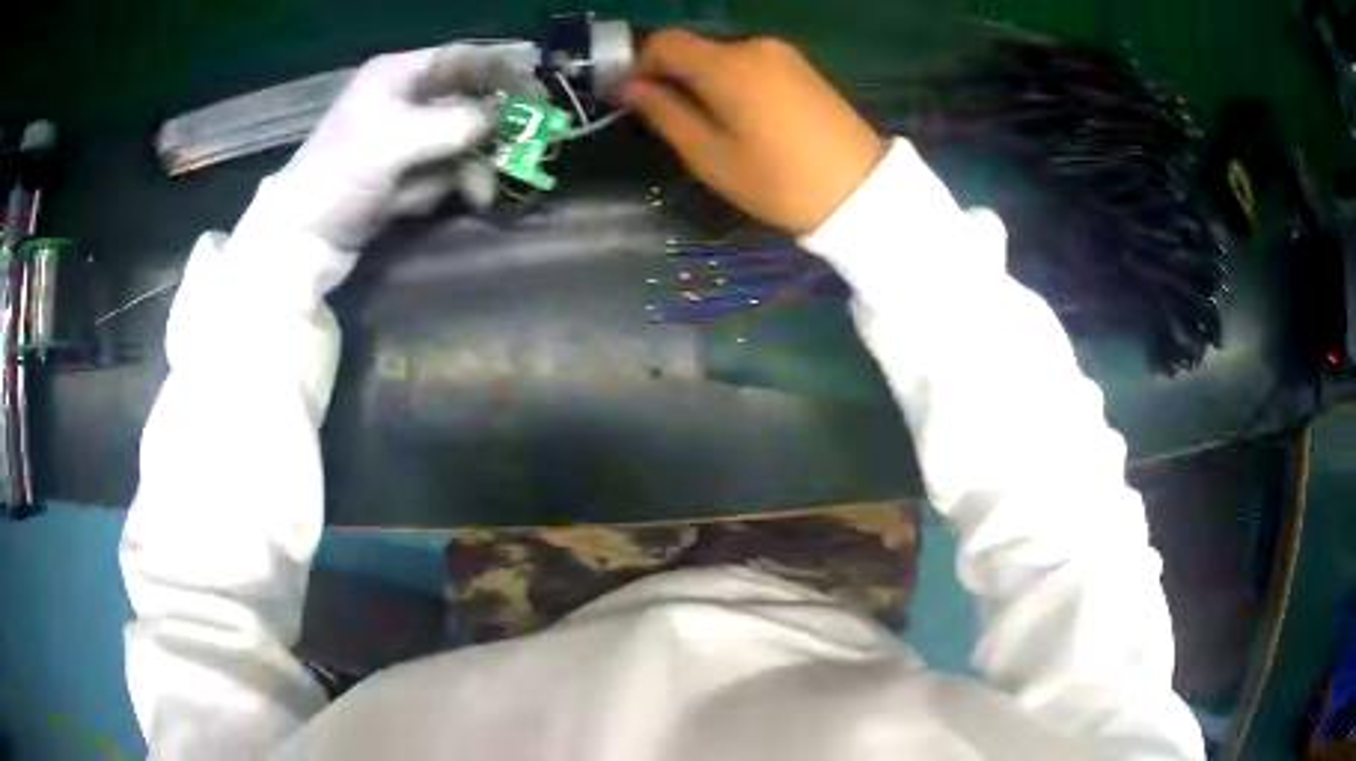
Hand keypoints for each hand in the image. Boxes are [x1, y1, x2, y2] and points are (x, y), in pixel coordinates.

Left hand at [276, 43, 541, 249]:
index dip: (502, 69)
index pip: (463, 59)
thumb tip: (500, 119)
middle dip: (496, 125)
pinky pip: (451, 169)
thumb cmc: (338, 176)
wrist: (302, 240)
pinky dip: (462, 183)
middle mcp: (408, 100)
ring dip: (480, 163)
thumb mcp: (393, 141)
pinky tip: (469, 200)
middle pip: (470, 98)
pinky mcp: (410, 174)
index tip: (537, 91)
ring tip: (482, 193)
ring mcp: (409, 139)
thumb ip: (452, 123)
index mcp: (399, 76)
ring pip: (466, 138)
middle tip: (529, 143)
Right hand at [621, 31, 886, 234]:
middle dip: (673, 75)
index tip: (633, 97)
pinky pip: (752, 64)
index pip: (663, 42)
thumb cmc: (778, 181)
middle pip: (694, 48)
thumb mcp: (709, 156)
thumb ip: (665, 113)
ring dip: (704, 80)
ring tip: (711, 125)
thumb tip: (628, 87)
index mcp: (726, 65)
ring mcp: (783, 54)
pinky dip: (734, 81)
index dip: (639, 64)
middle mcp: (754, 46)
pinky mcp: (803, 67)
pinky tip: (744, 117)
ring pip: (723, 57)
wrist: (862, 191)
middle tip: (671, 119)